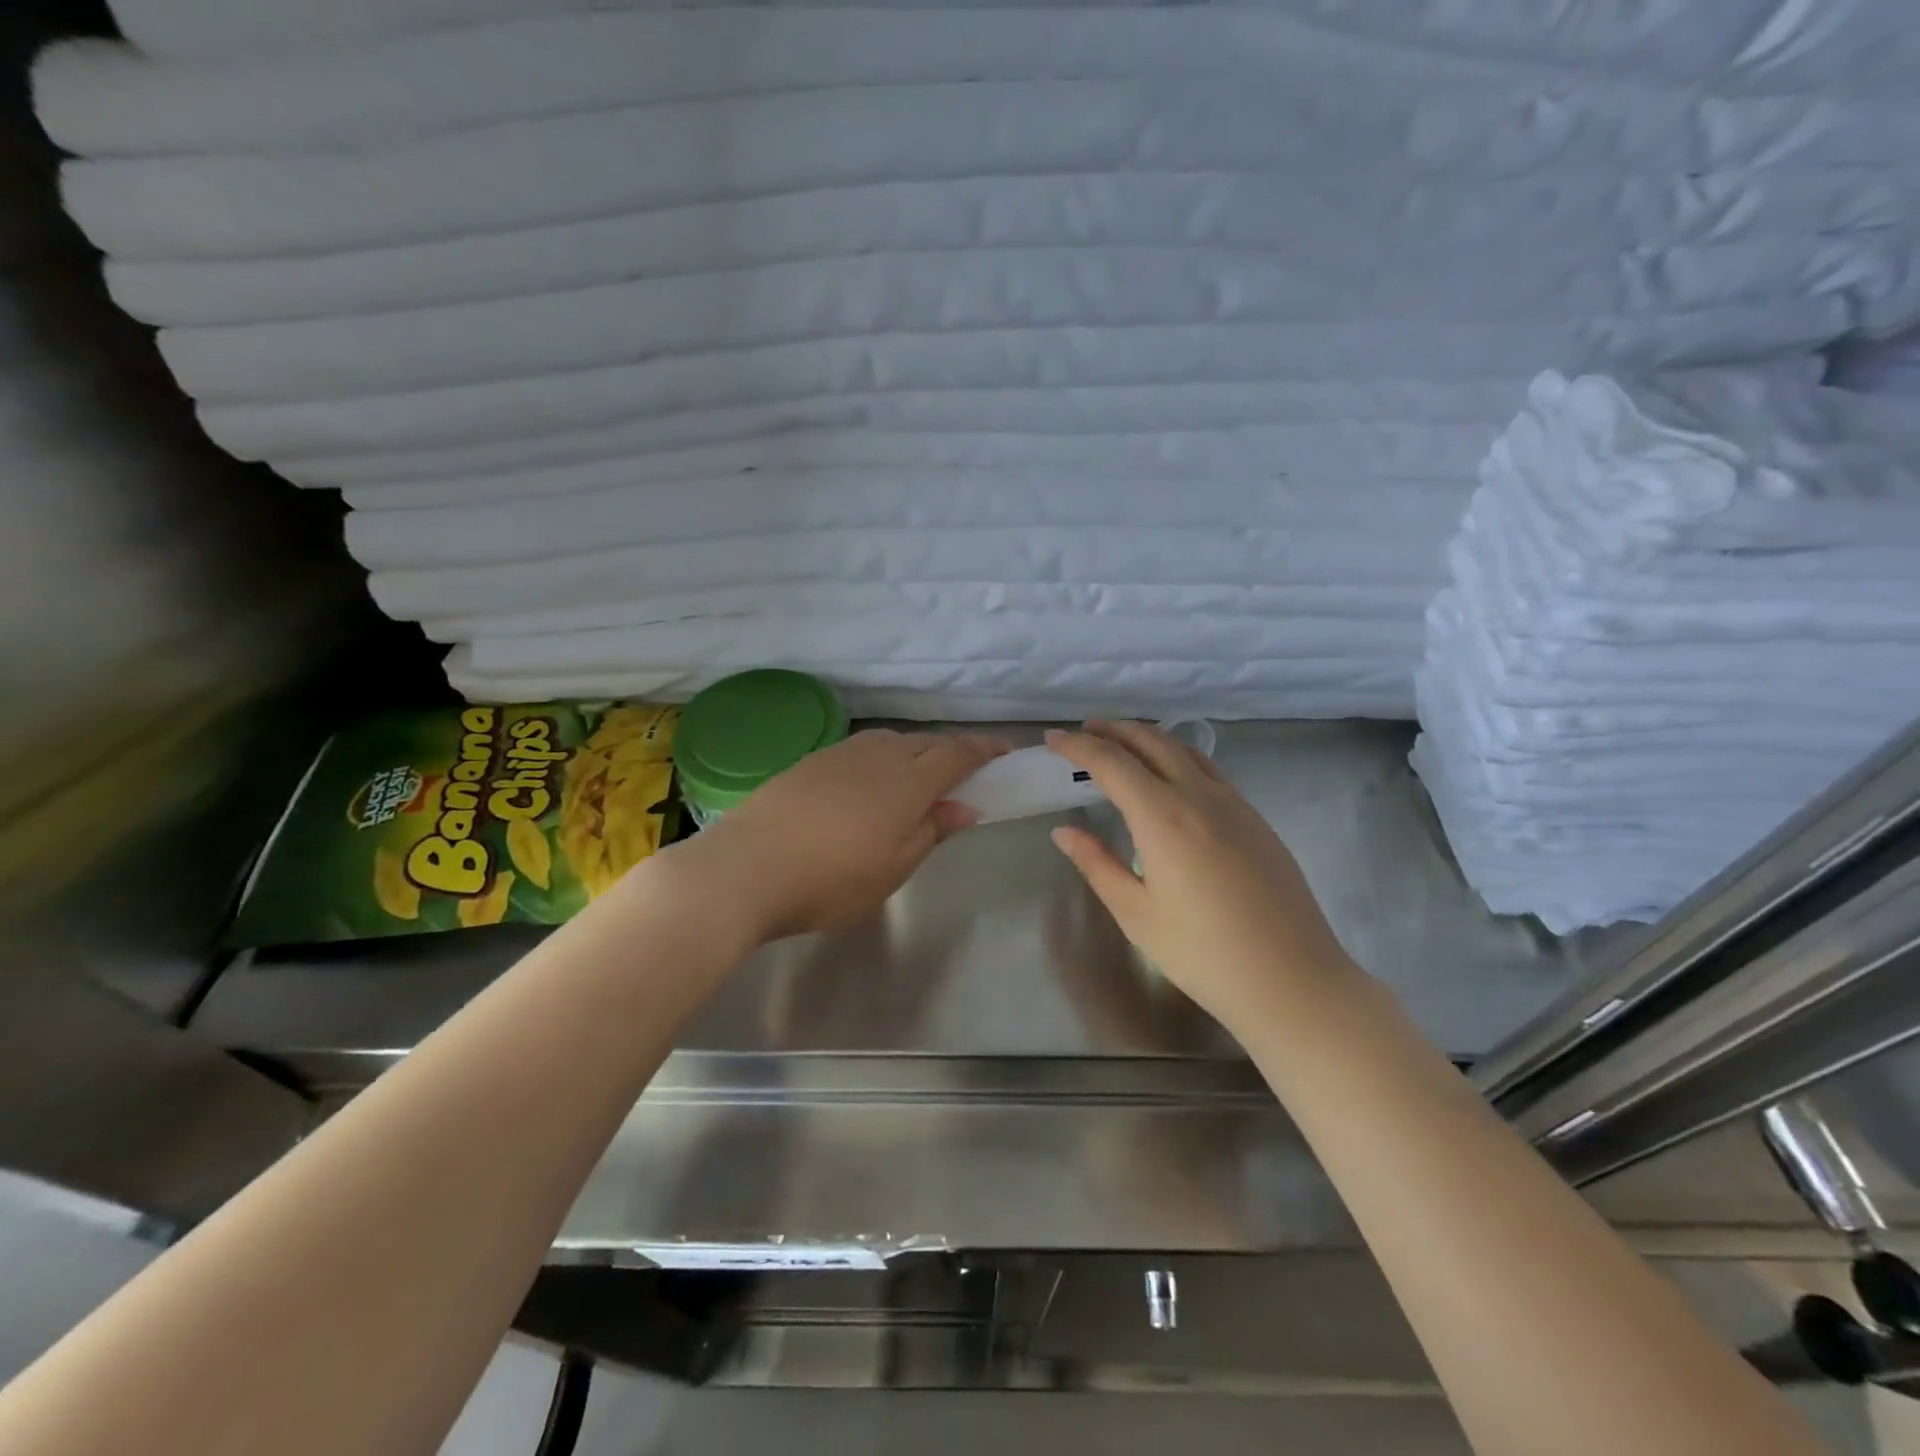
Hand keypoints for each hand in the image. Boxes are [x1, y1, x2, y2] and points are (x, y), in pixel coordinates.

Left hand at [663, 729, 1006, 942]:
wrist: (745, 868)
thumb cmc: (830, 880)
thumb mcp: (893, 868)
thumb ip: (931, 831)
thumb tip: (964, 807)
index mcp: (906, 782)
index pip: (956, 754)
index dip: (983, 750)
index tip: (1005, 752)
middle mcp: (877, 756)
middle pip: (924, 742)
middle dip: (950, 752)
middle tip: (963, 774)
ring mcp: (839, 755)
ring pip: (890, 741)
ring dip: (914, 752)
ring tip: (916, 778)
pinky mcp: (809, 762)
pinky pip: (860, 749)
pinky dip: (880, 758)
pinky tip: (868, 784)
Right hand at [1047, 722, 1356, 1035]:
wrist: (1293, 980)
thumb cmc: (1203, 954)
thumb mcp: (1136, 914)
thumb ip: (1097, 864)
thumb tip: (1063, 832)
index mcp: (1163, 817)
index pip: (1111, 763)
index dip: (1077, 746)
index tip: (1052, 739)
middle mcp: (1199, 796)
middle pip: (1151, 742)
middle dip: (1113, 730)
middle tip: (1083, 731)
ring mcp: (1234, 803)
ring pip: (1184, 750)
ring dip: (1147, 737)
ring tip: (1121, 743)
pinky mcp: (1255, 818)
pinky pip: (1209, 769)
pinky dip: (1177, 756)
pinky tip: (1169, 775)